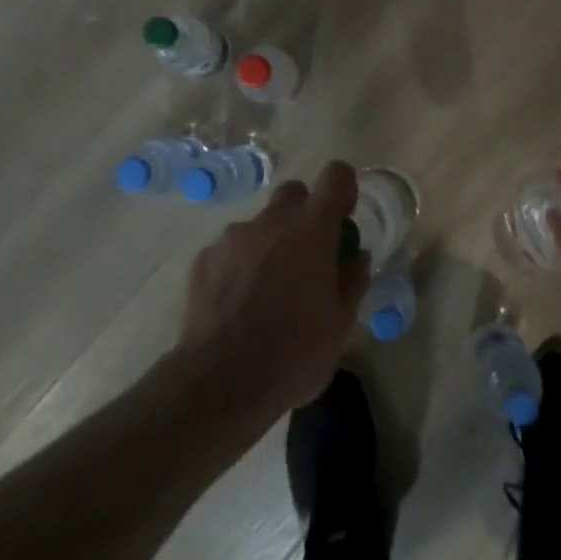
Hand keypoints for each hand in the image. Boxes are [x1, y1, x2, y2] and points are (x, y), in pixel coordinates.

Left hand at [179, 161, 367, 429]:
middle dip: (304, 213)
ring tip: (268, 289)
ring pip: (260, 224)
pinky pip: (231, 249)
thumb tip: (356, 256)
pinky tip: (238, 302)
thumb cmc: (294, 352)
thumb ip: (353, 280)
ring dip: (270, 243)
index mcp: (312, 230)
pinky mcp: (204, 259)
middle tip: (308, 254)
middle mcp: (271, 221)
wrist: (221, 382)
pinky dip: (240, 265)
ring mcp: (233, 237)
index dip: (344, 189)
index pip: (336, 177)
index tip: (345, 215)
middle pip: (293, 194)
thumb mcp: (341, 324)